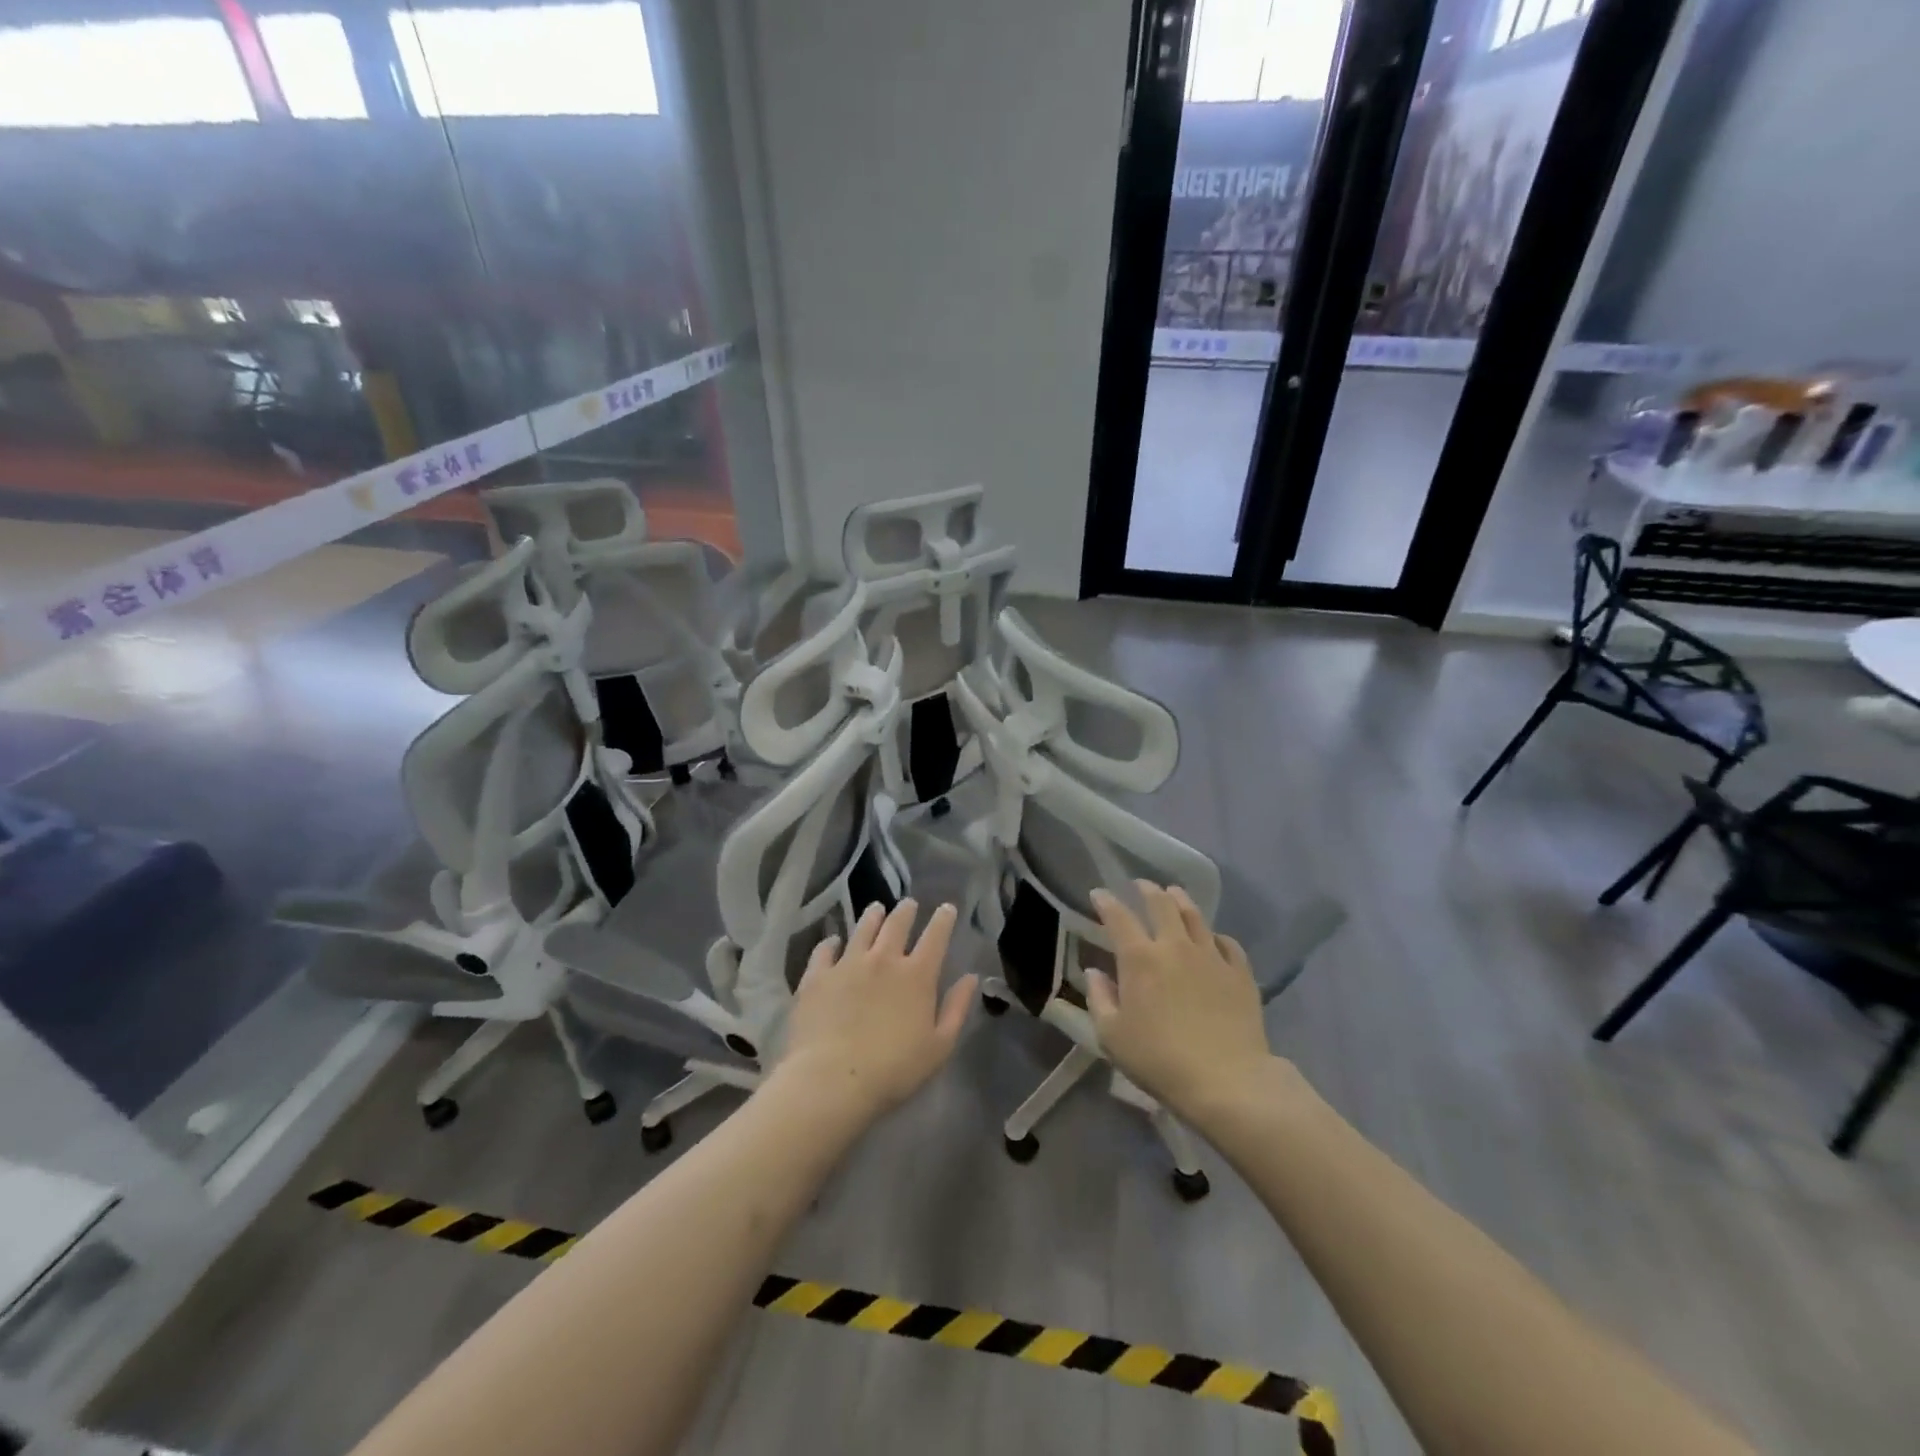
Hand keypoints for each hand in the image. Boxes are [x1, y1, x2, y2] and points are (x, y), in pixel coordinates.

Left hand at [779, 899, 977, 1125]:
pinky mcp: (817, 976)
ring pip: (862, 929)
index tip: (946, 908)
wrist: (832, 1080)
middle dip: (906, 911)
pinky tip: (832, 942)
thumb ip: (957, 1008)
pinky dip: (831, 943)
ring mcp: (847, 964)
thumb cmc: (894, 1070)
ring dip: (872, 916)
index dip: (943, 919)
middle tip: (908, 904)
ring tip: (876, 909)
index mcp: (917, 975)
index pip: (935, 936)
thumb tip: (971, 977)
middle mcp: (883, 959)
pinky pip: (825, 950)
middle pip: (897, 924)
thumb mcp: (939, 1047)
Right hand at [1085, 881, 1275, 1120]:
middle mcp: (1175, 946)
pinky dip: (1215, 935)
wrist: (1227, 1080)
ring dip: (1181, 900)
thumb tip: (1094, 973)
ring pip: (1195, 916)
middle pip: (1161, 904)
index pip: (1118, 917)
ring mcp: (1211, 956)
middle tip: (1140, 885)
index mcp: (1140, 959)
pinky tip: (1213, 939)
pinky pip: (1228, 943)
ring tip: (1175, 894)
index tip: (1099, 894)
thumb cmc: (1159, 1060)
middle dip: (1147, 889)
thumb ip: (1100, 999)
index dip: (1106, 902)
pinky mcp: (1240, 973)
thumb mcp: (1112, 1036)